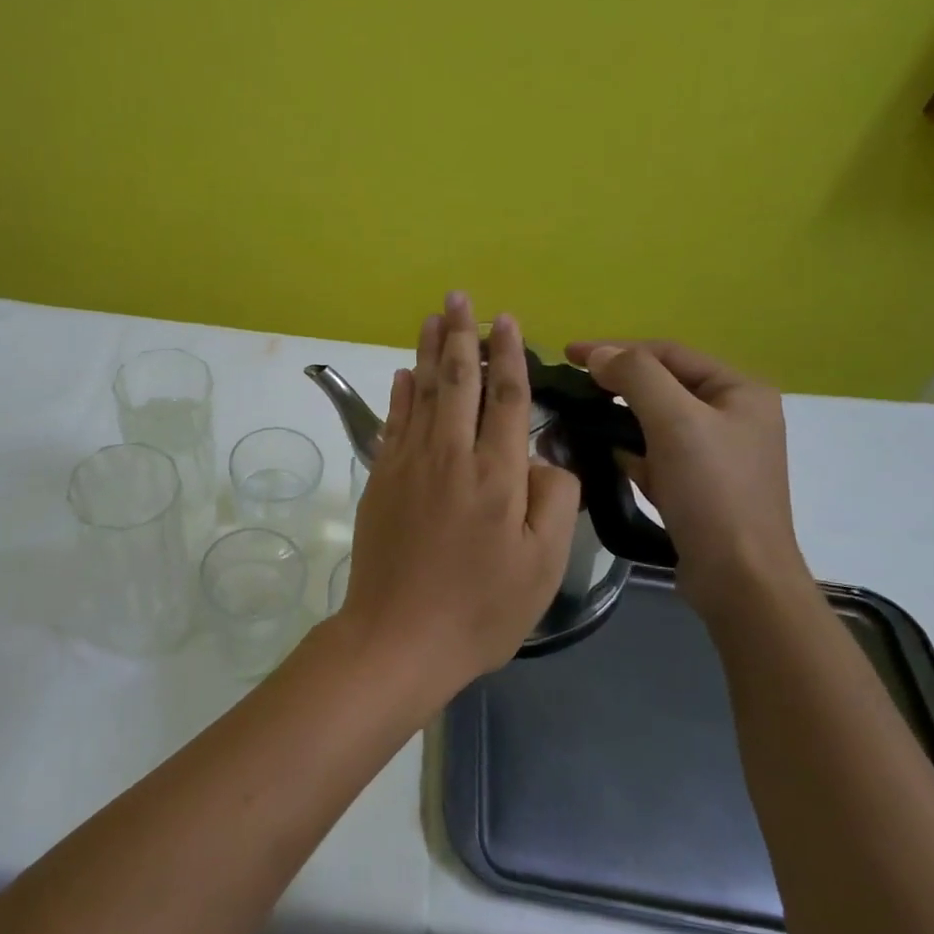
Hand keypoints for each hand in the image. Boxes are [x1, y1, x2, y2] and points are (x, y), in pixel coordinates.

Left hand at [342, 294, 579, 694]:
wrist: (398, 636)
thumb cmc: (480, 609)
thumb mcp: (542, 565)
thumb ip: (553, 500)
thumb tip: (543, 456)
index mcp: (497, 475)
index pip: (507, 398)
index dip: (509, 356)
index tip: (507, 321)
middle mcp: (450, 456)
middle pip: (458, 381)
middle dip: (461, 336)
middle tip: (460, 297)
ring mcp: (409, 464)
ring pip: (420, 393)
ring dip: (428, 351)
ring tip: (433, 316)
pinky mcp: (380, 479)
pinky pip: (392, 422)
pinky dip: (398, 394)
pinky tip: (402, 373)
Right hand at [564, 339, 809, 615]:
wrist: (739, 578)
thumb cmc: (712, 491)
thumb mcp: (675, 421)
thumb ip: (636, 376)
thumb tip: (599, 355)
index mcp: (740, 391)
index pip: (668, 353)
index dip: (616, 348)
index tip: (568, 354)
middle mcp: (734, 416)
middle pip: (663, 384)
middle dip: (617, 383)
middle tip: (572, 386)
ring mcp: (717, 453)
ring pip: (656, 420)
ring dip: (619, 416)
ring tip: (580, 417)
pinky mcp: (699, 485)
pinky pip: (656, 453)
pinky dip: (629, 449)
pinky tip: (604, 455)